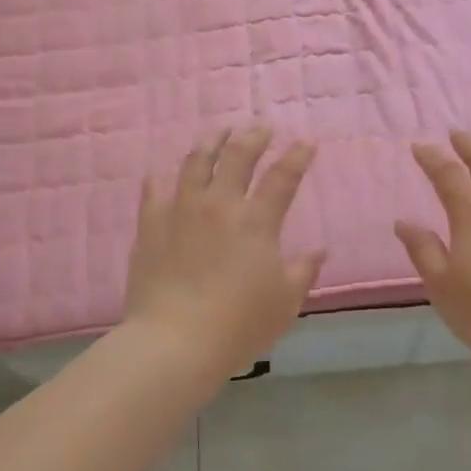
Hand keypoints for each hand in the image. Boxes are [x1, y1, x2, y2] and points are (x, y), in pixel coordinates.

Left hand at [123, 127, 325, 376]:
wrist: (174, 341)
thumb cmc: (238, 325)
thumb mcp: (285, 303)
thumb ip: (303, 271)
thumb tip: (319, 250)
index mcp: (256, 222)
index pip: (282, 178)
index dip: (297, 157)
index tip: (306, 143)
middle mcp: (219, 205)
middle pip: (237, 158)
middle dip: (253, 138)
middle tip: (260, 129)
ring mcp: (181, 211)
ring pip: (196, 163)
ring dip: (211, 143)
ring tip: (219, 134)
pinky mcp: (151, 226)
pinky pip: (154, 191)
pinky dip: (161, 178)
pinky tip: (162, 173)